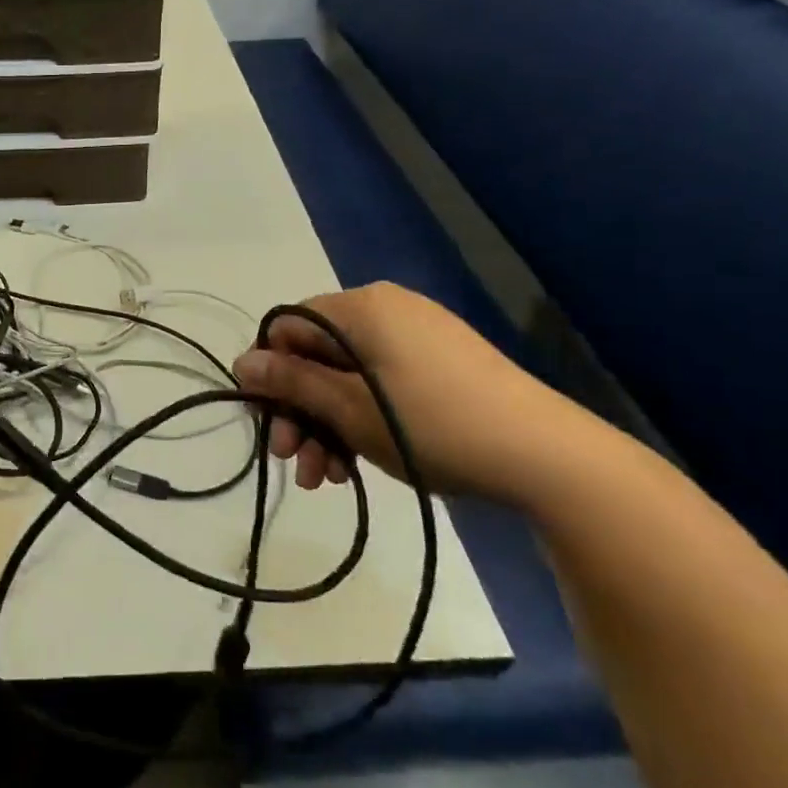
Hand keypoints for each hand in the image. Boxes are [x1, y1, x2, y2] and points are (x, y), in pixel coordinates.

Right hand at [232, 282, 559, 502]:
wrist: (546, 457)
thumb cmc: (431, 425)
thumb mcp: (348, 408)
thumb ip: (291, 382)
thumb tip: (241, 362)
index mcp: (361, 307)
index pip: (288, 326)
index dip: (270, 373)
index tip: (266, 422)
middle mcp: (386, 311)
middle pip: (317, 355)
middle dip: (299, 410)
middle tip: (292, 460)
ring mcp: (416, 339)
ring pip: (347, 377)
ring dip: (326, 425)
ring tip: (325, 479)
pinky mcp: (439, 367)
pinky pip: (379, 385)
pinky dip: (360, 421)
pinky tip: (355, 466)